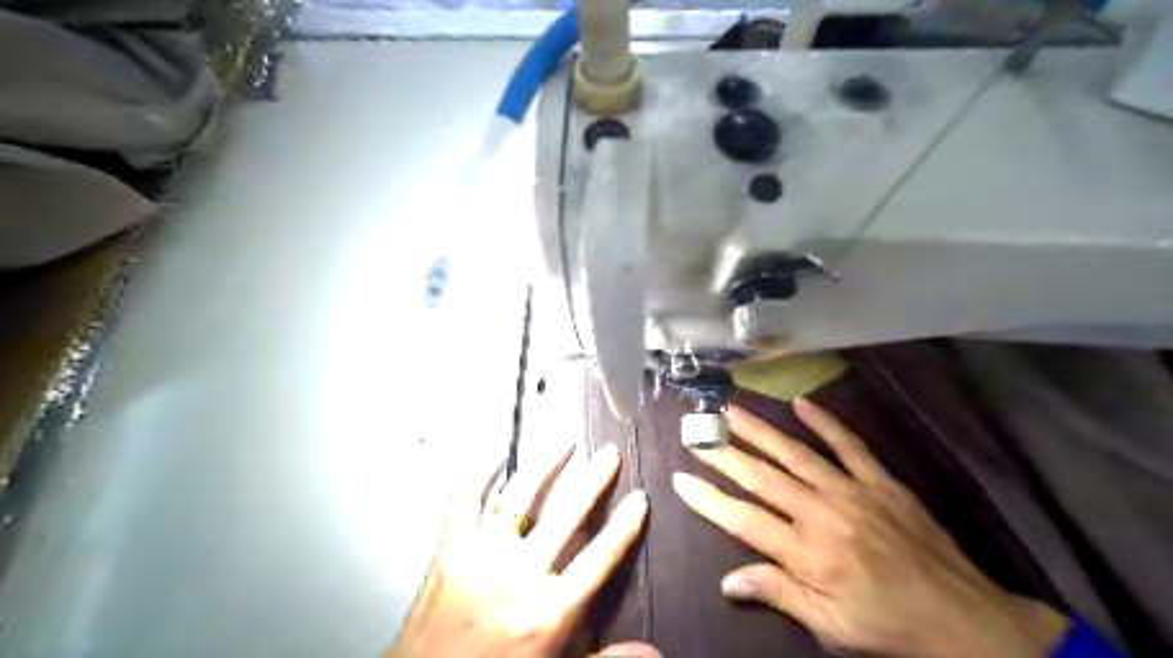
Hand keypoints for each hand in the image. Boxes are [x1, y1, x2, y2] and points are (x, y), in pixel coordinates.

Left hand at [388, 442, 656, 657]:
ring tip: (565, 439)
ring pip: (520, 496)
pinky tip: (496, 454)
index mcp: (549, 612)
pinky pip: (467, 500)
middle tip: (610, 452)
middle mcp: (519, 576)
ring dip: (546, 464)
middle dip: (593, 480)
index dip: (624, 526)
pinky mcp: (449, 549)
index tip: (640, 497)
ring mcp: (481, 556)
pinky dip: (482, 474)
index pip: (600, 558)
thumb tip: (656, 651)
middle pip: (566, 515)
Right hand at [675, 399, 1069, 656]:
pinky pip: (849, 445)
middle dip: (723, 453)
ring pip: (795, 454)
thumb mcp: (829, 626)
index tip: (680, 478)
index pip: (743, 520)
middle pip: (761, 478)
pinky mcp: (880, 481)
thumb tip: (727, 583)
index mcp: (806, 554)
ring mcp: (852, 492)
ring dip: (759, 430)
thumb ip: (777, 595)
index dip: (708, 499)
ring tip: (730, 410)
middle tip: (696, 431)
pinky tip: (801, 402)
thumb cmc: (887, 626)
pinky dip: (825, 422)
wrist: (964, 620)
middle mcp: (821, 514)